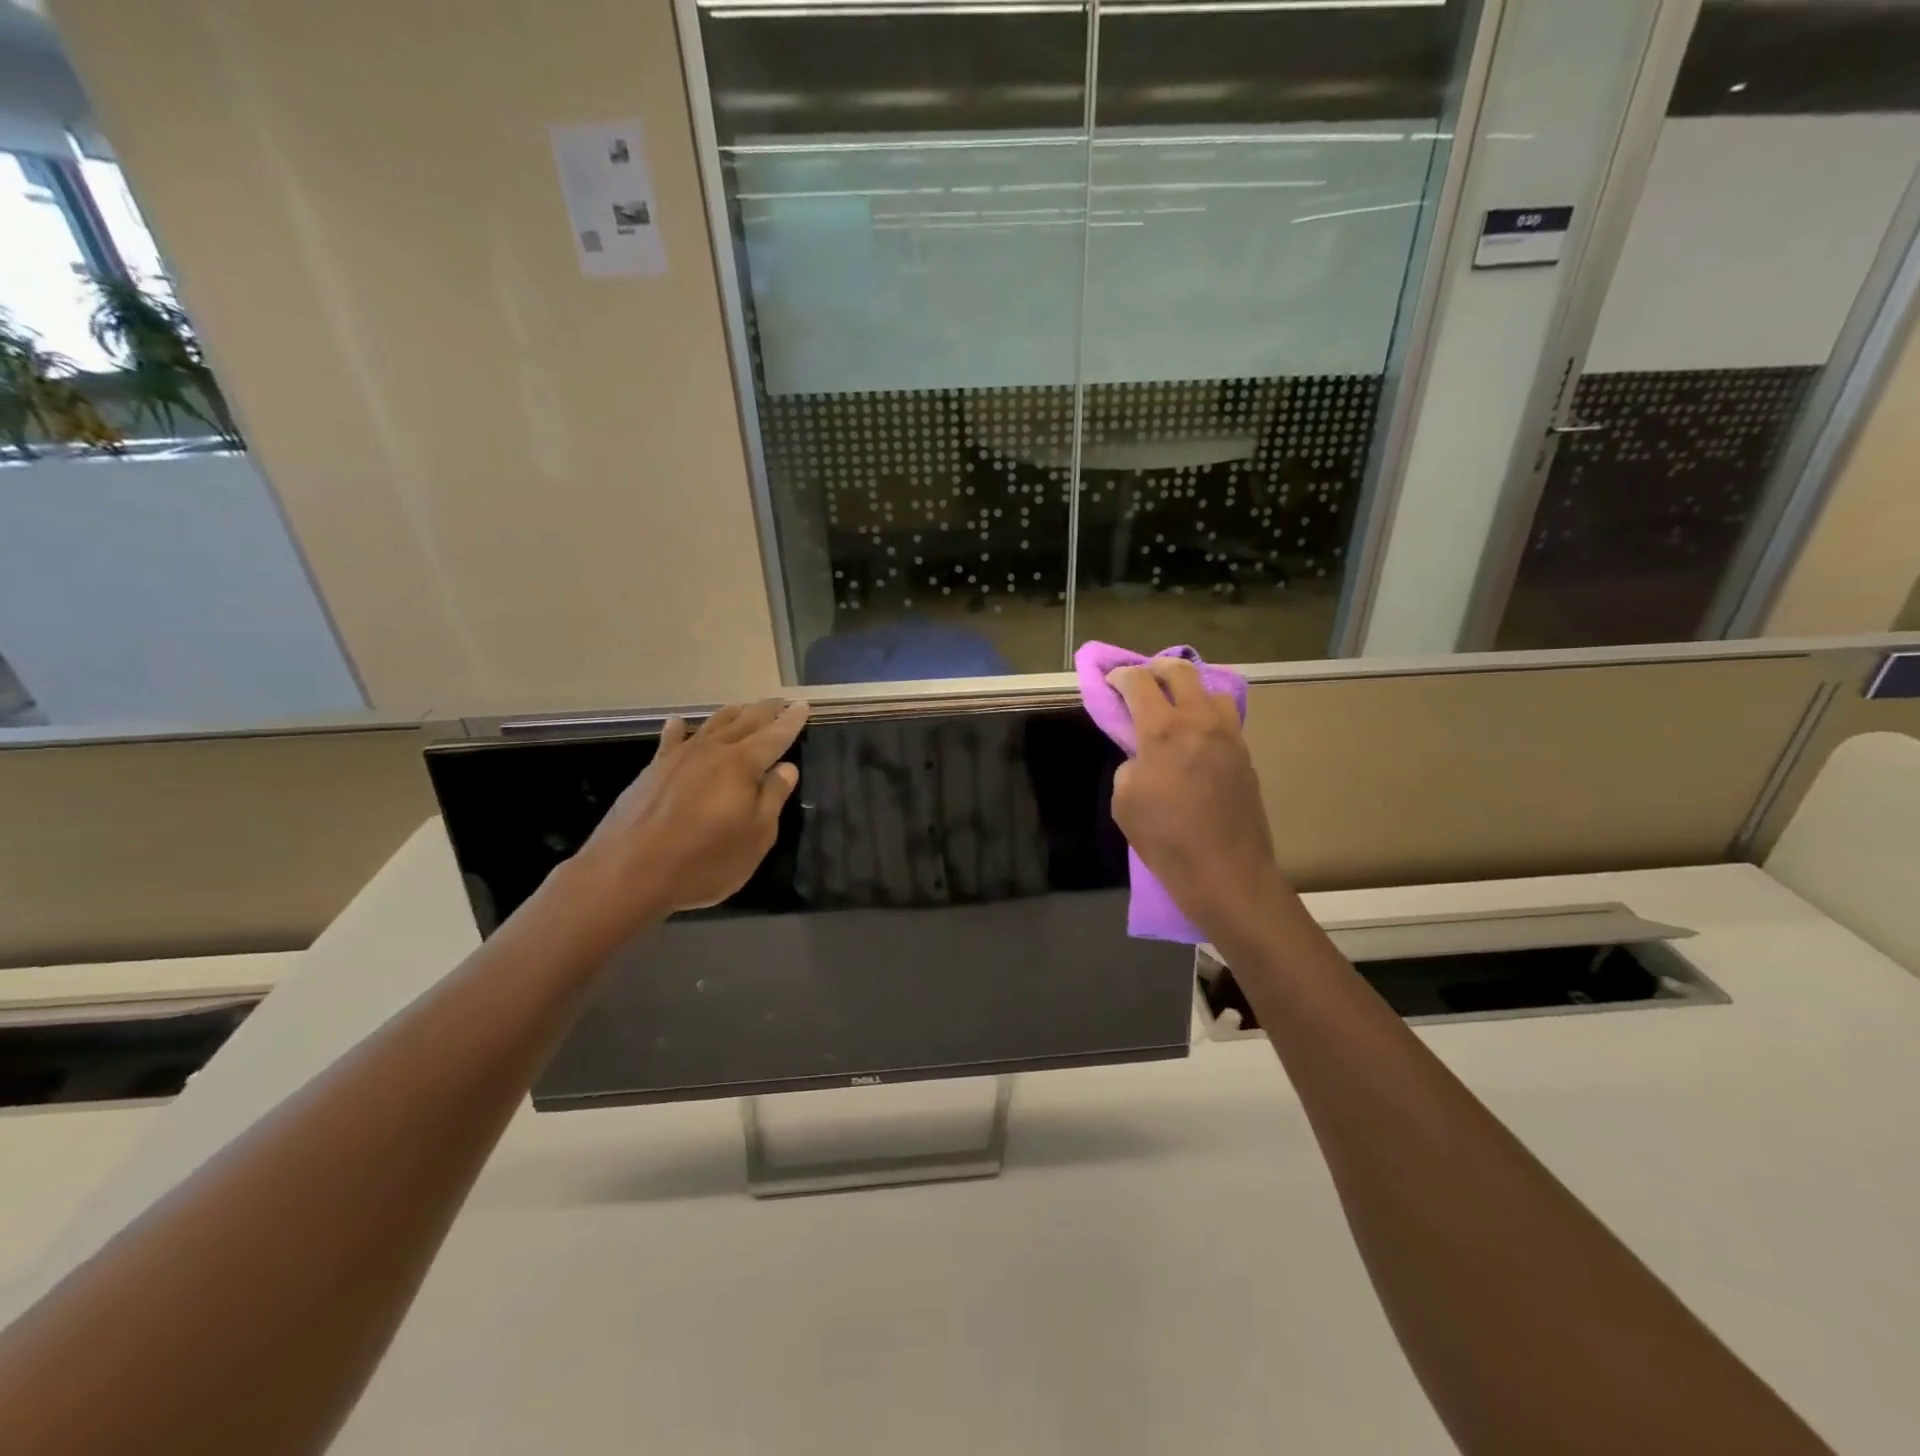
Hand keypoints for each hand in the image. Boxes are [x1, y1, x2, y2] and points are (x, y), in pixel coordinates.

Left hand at [578, 698, 807, 917]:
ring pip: (711, 725)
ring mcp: (679, 758)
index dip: (791, 721)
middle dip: (765, 711)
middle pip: (745, 722)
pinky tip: (678, 722)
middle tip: (780, 701)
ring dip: (731, 714)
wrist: (629, 871)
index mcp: (743, 765)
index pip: (775, 736)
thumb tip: (786, 768)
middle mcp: (713, 751)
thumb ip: (772, 798)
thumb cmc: (705, 860)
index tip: (803, 706)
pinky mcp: (653, 771)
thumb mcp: (756, 836)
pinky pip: (671, 740)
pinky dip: (678, 728)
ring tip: (744, 707)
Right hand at [1107, 660, 1287, 942]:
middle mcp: (1200, 722)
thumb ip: (1131, 764)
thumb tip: (1145, 756)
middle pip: (1181, 671)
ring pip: (1211, 691)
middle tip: (1142, 680)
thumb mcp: (1124, 801)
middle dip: (1156, 668)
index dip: (1120, 676)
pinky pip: (1224, 720)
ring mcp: (1229, 736)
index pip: (1139, 683)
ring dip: (1189, 689)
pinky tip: (1195, 737)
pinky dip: (1206, 715)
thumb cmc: (1165, 839)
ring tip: (1174, 706)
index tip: (1111, 681)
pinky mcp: (1245, 755)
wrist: (1226, 872)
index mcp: (1164, 730)